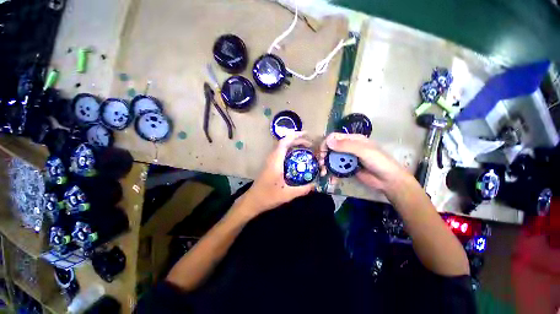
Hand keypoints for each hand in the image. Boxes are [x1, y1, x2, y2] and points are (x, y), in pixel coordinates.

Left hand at [236, 132, 314, 217]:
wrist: (252, 201)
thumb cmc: (268, 196)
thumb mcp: (288, 194)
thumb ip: (302, 189)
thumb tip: (315, 185)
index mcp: (275, 161)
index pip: (284, 142)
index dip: (295, 136)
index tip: (307, 135)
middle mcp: (272, 158)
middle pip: (284, 142)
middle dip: (297, 140)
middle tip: (310, 145)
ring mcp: (270, 161)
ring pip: (282, 147)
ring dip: (293, 145)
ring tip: (305, 148)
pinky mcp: (270, 164)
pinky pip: (280, 153)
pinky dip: (289, 151)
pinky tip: (296, 157)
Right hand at [319, 133, 409, 193]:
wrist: (389, 181)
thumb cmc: (379, 162)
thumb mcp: (363, 151)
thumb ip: (346, 146)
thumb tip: (328, 141)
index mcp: (353, 140)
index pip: (334, 137)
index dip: (326, 143)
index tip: (322, 153)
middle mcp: (348, 148)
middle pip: (331, 149)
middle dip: (324, 156)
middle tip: (321, 164)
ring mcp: (347, 159)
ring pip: (332, 159)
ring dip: (326, 166)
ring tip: (324, 173)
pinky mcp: (347, 169)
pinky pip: (336, 169)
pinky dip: (332, 174)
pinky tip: (331, 179)